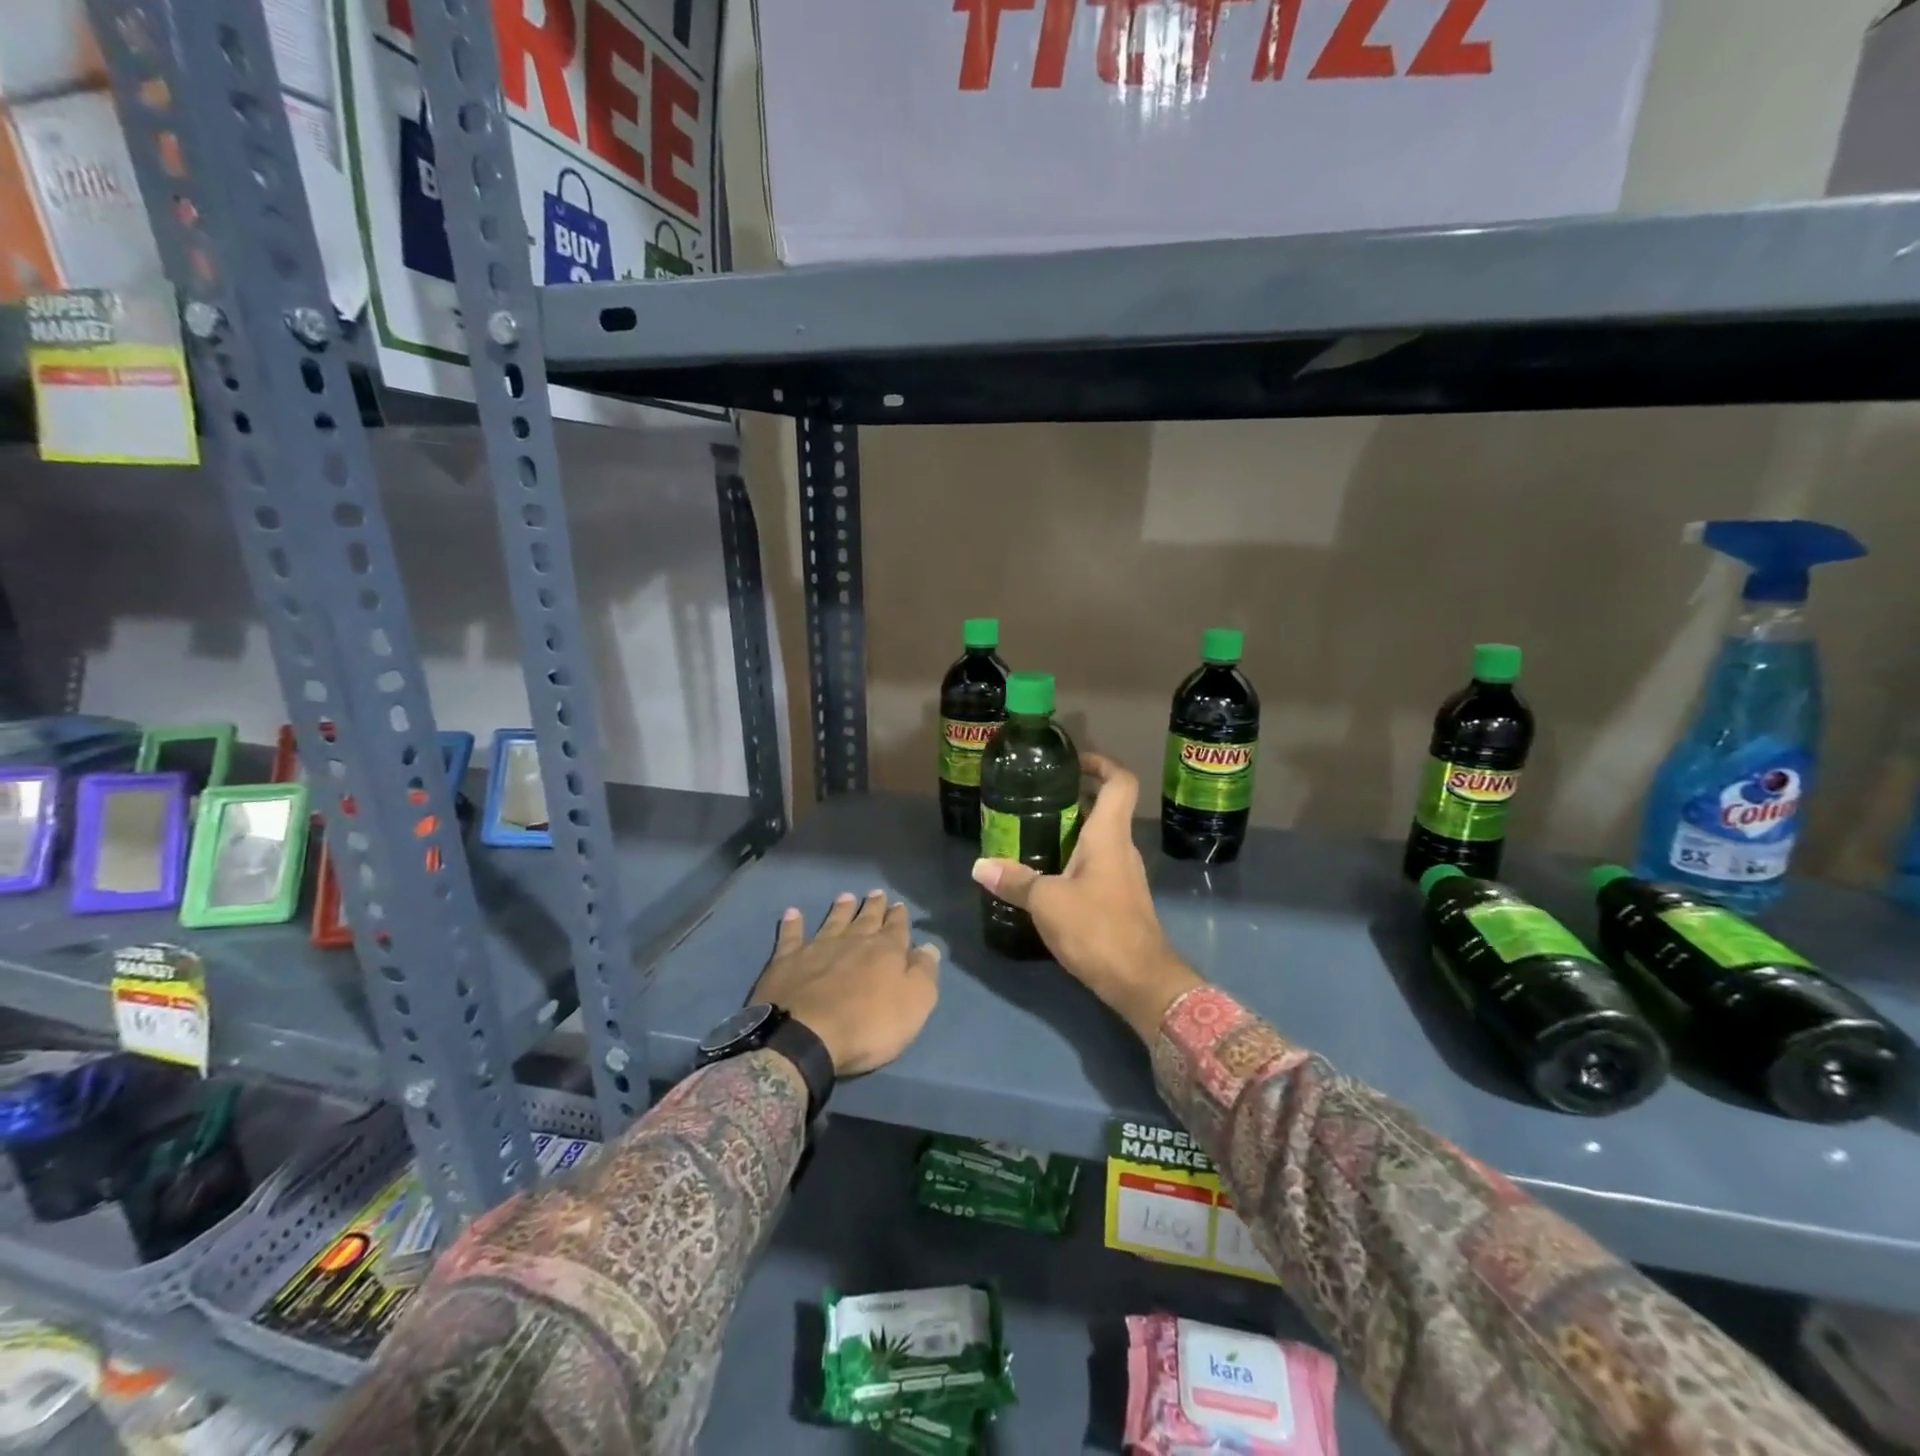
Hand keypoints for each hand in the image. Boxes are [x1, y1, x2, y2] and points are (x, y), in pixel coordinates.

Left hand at [751, 890, 940, 1076]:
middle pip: (866, 919)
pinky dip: (792, 924)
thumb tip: (929, 947)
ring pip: (833, 921)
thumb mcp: (914, 1004)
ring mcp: (818, 948)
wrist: (805, 1036)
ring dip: (840, 909)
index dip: (899, 917)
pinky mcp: (787, 961)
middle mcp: (853, 941)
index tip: (899, 905)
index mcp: (886, 951)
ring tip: (845, 896)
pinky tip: (792, 913)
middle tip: (876, 893)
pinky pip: (791, 936)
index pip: (897, 928)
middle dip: (873, 906)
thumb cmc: (868, 1025)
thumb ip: (923, 973)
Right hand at [971, 754, 1202, 1041]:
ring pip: (1099, 839)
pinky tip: (1048, 876)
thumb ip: (1015, 881)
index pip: (1120, 782)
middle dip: (1074, 798)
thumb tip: (980, 866)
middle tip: (1036, 799)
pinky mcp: (1121, 900)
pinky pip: (1097, 865)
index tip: (1073, 763)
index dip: (1101, 764)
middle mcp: (1122, 848)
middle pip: (1105, 808)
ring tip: (1032, 834)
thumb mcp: (1047, 902)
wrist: (1141, 981)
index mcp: (1109, 836)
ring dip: (1072, 831)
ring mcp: (1124, 875)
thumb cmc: (1097, 928)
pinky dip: (1074, 860)